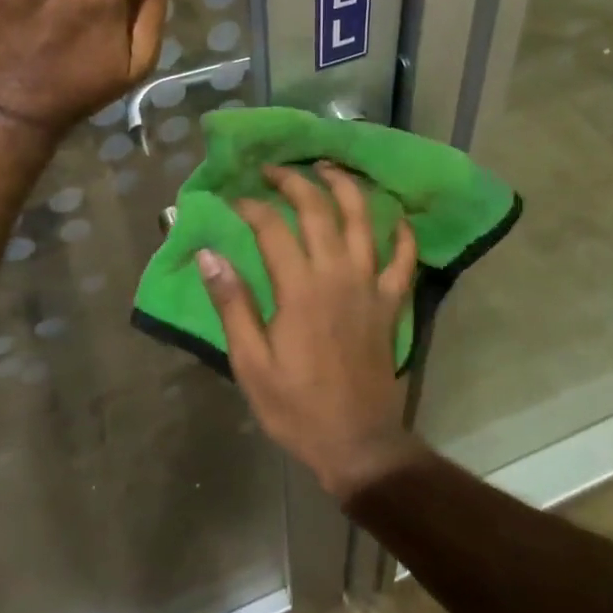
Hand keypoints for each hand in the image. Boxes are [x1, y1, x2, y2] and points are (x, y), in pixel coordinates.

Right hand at [196, 163, 425, 500]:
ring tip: (328, 168)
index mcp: (299, 288)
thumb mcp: (250, 362)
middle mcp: (338, 274)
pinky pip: (403, 259)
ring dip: (346, 188)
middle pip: (318, 209)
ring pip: (364, 220)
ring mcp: (370, 285)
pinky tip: (397, 218)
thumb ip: (232, 304)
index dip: (251, 206)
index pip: (272, 227)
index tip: (233, 199)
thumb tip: (209, 254)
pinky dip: (402, 235)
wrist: (357, 444)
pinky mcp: (391, 302)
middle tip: (274, 170)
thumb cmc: (296, 406)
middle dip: (294, 181)